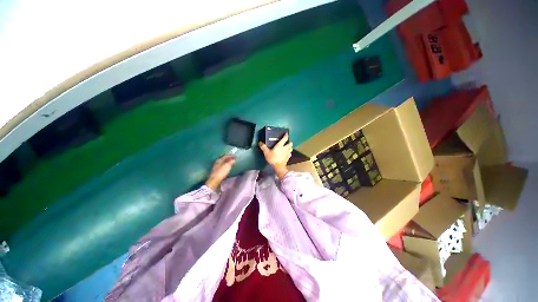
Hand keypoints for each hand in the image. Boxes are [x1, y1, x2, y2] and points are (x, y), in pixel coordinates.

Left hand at [205, 155, 235, 190]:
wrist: (214, 181)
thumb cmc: (221, 172)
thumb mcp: (227, 166)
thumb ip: (231, 161)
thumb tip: (233, 159)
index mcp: (219, 160)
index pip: (225, 156)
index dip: (231, 156)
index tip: (235, 156)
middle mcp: (217, 163)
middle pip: (224, 160)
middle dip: (229, 159)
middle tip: (234, 160)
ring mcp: (216, 168)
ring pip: (223, 164)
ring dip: (227, 163)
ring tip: (232, 164)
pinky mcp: (217, 173)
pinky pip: (222, 168)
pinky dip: (226, 167)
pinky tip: (228, 169)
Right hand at [259, 133, 292, 179]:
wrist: (279, 167)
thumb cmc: (273, 158)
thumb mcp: (266, 152)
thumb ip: (263, 147)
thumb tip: (260, 142)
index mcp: (280, 145)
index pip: (285, 139)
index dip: (286, 135)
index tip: (286, 133)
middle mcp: (285, 148)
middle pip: (290, 143)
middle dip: (289, 142)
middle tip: (287, 142)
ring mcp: (287, 153)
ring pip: (291, 148)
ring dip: (290, 147)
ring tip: (288, 147)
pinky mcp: (288, 158)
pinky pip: (290, 154)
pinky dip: (289, 153)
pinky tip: (287, 154)